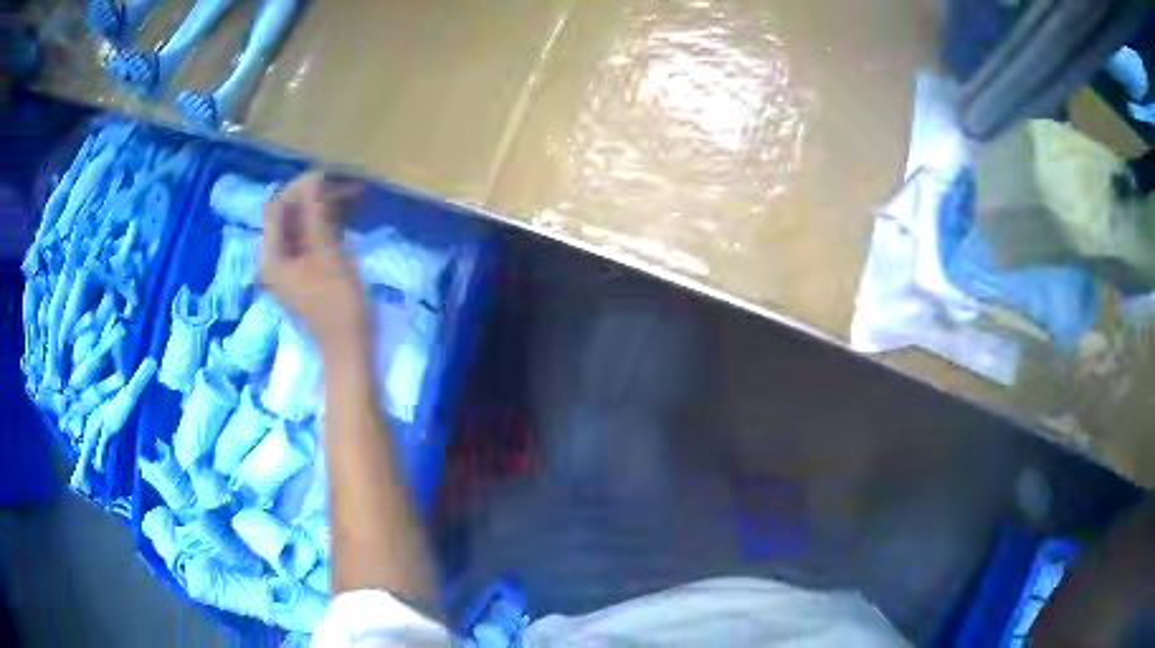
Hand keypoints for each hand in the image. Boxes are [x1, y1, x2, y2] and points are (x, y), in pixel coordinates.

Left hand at [260, 171, 366, 355]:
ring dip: (323, 208)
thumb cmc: (338, 304)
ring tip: (354, 196)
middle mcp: (274, 260)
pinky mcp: (303, 273)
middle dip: (314, 196)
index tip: (329, 176)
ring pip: (300, 226)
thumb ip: (316, 213)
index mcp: (272, 257)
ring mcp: (288, 268)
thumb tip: (314, 177)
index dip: (300, 187)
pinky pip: (309, 239)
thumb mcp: (328, 254)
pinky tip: (347, 216)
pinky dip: (325, 225)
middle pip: (288, 215)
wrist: (349, 349)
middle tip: (347, 186)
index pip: (276, 208)